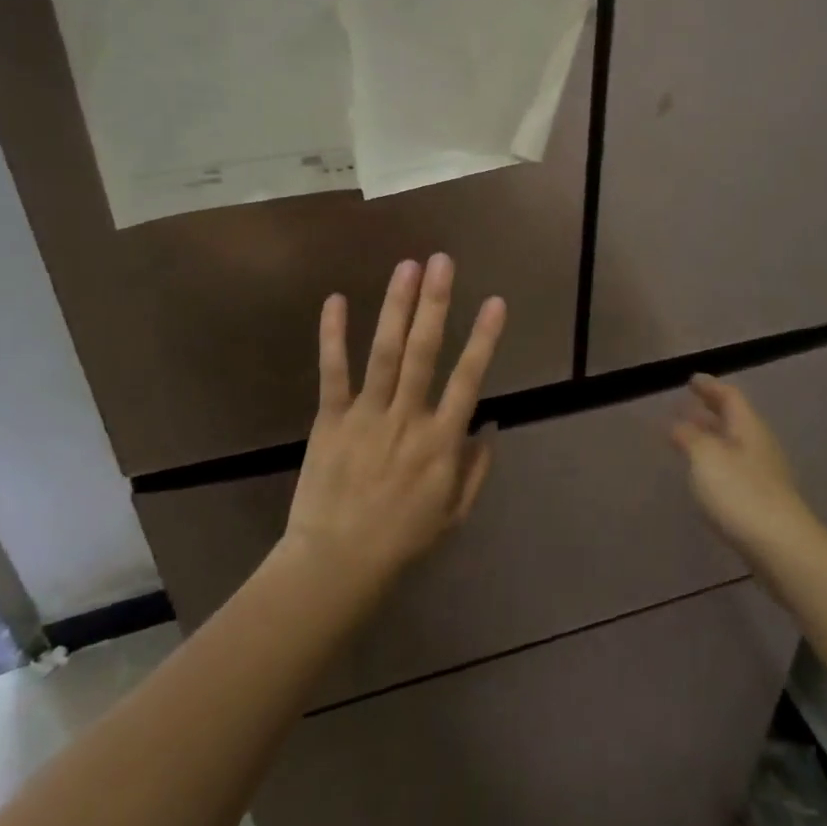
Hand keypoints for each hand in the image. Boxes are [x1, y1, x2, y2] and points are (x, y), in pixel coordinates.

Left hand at [283, 254, 506, 594]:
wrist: (338, 563)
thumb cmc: (403, 540)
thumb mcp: (455, 513)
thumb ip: (476, 467)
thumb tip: (490, 422)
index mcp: (440, 442)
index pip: (468, 379)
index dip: (484, 339)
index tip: (496, 301)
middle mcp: (407, 419)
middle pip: (425, 352)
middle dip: (436, 303)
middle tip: (443, 261)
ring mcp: (366, 416)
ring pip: (385, 353)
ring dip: (397, 308)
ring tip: (406, 267)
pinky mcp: (330, 420)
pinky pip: (333, 372)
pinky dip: (334, 336)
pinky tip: (337, 300)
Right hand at [672, 375, 820, 562]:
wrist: (781, 547)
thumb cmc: (740, 492)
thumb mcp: (705, 457)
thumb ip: (689, 436)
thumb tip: (678, 424)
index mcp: (748, 427)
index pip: (729, 396)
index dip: (709, 386)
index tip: (691, 380)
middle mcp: (758, 445)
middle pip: (733, 420)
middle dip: (709, 411)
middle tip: (686, 406)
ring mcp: (763, 474)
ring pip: (733, 445)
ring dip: (710, 437)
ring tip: (687, 438)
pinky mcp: (761, 500)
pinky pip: (734, 468)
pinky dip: (715, 462)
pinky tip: (703, 474)